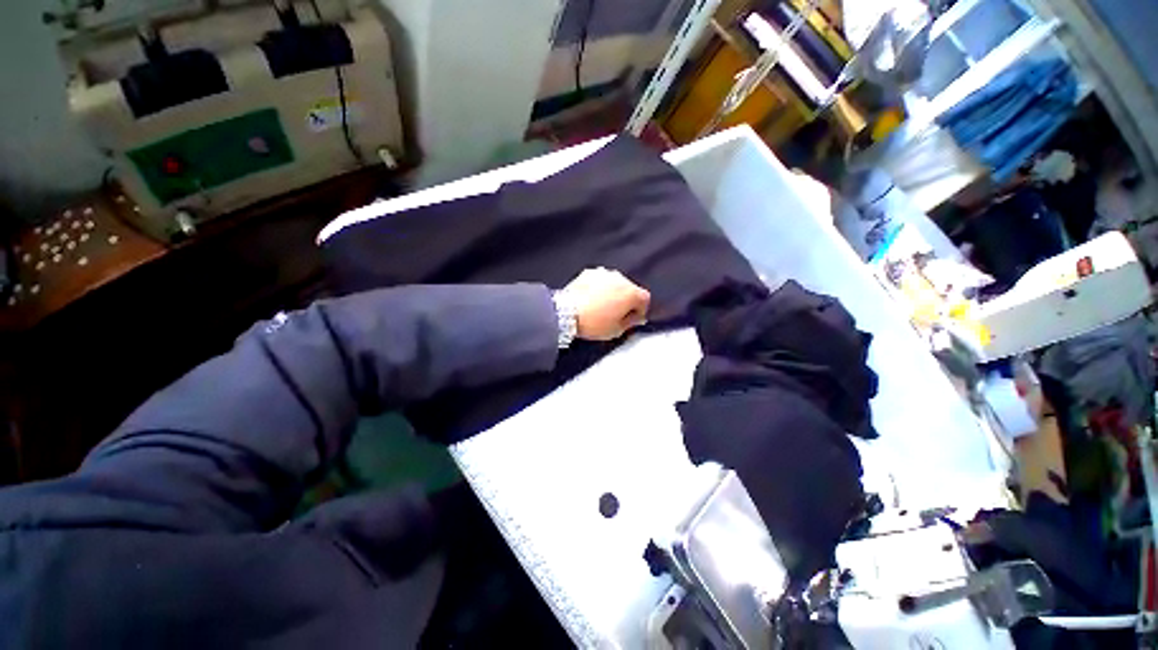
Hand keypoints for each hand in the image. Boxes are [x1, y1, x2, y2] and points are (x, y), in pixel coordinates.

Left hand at [559, 268, 650, 340]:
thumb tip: (637, 317)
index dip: (640, 310)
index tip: (633, 319)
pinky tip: (590, 298)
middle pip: (630, 288)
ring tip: (601, 305)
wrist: (566, 312)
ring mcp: (604, 273)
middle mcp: (620, 278)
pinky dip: (599, 287)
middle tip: (616, 313)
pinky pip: (600, 280)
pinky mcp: (589, 272)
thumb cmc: (594, 323)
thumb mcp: (616, 330)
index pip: (645, 299)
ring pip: (614, 283)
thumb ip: (631, 322)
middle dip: (626, 300)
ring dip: (612, 292)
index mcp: (631, 293)